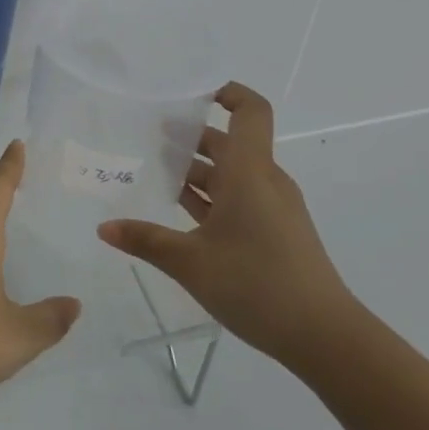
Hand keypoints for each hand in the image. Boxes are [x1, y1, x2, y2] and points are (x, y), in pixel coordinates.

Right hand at [97, 82, 356, 367]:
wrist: (325, 338)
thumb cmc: (257, 284)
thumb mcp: (190, 262)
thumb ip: (145, 240)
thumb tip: (104, 227)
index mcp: (250, 173)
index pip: (250, 111)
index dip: (226, 92)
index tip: (188, 92)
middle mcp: (264, 181)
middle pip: (229, 143)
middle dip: (190, 136)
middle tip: (145, 134)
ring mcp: (272, 208)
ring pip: (231, 174)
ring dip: (196, 170)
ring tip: (152, 170)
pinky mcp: (274, 232)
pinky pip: (238, 199)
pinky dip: (209, 197)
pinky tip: (178, 211)